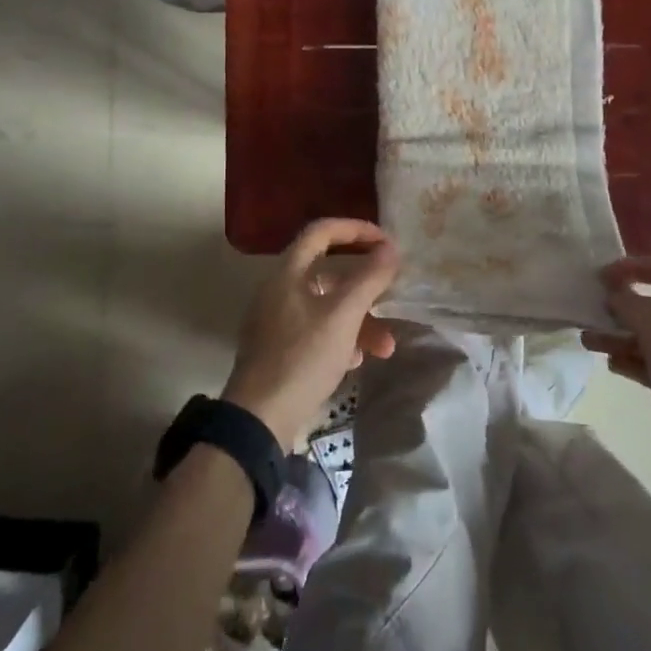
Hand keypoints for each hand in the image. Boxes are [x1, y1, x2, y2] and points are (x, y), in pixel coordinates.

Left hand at [222, 219, 400, 450]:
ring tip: (385, 347)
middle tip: (392, 295)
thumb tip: (391, 249)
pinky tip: (358, 361)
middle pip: (329, 272)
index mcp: (288, 273)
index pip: (322, 231)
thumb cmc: (302, 358)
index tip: (387, 243)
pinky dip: (341, 339)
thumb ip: (369, 279)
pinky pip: (317, 331)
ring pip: (327, 307)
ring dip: (360, 320)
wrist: (258, 420)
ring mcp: (277, 321)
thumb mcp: (343, 316)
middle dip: (366, 287)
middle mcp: (279, 290)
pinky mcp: (279, 350)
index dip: (356, 230)